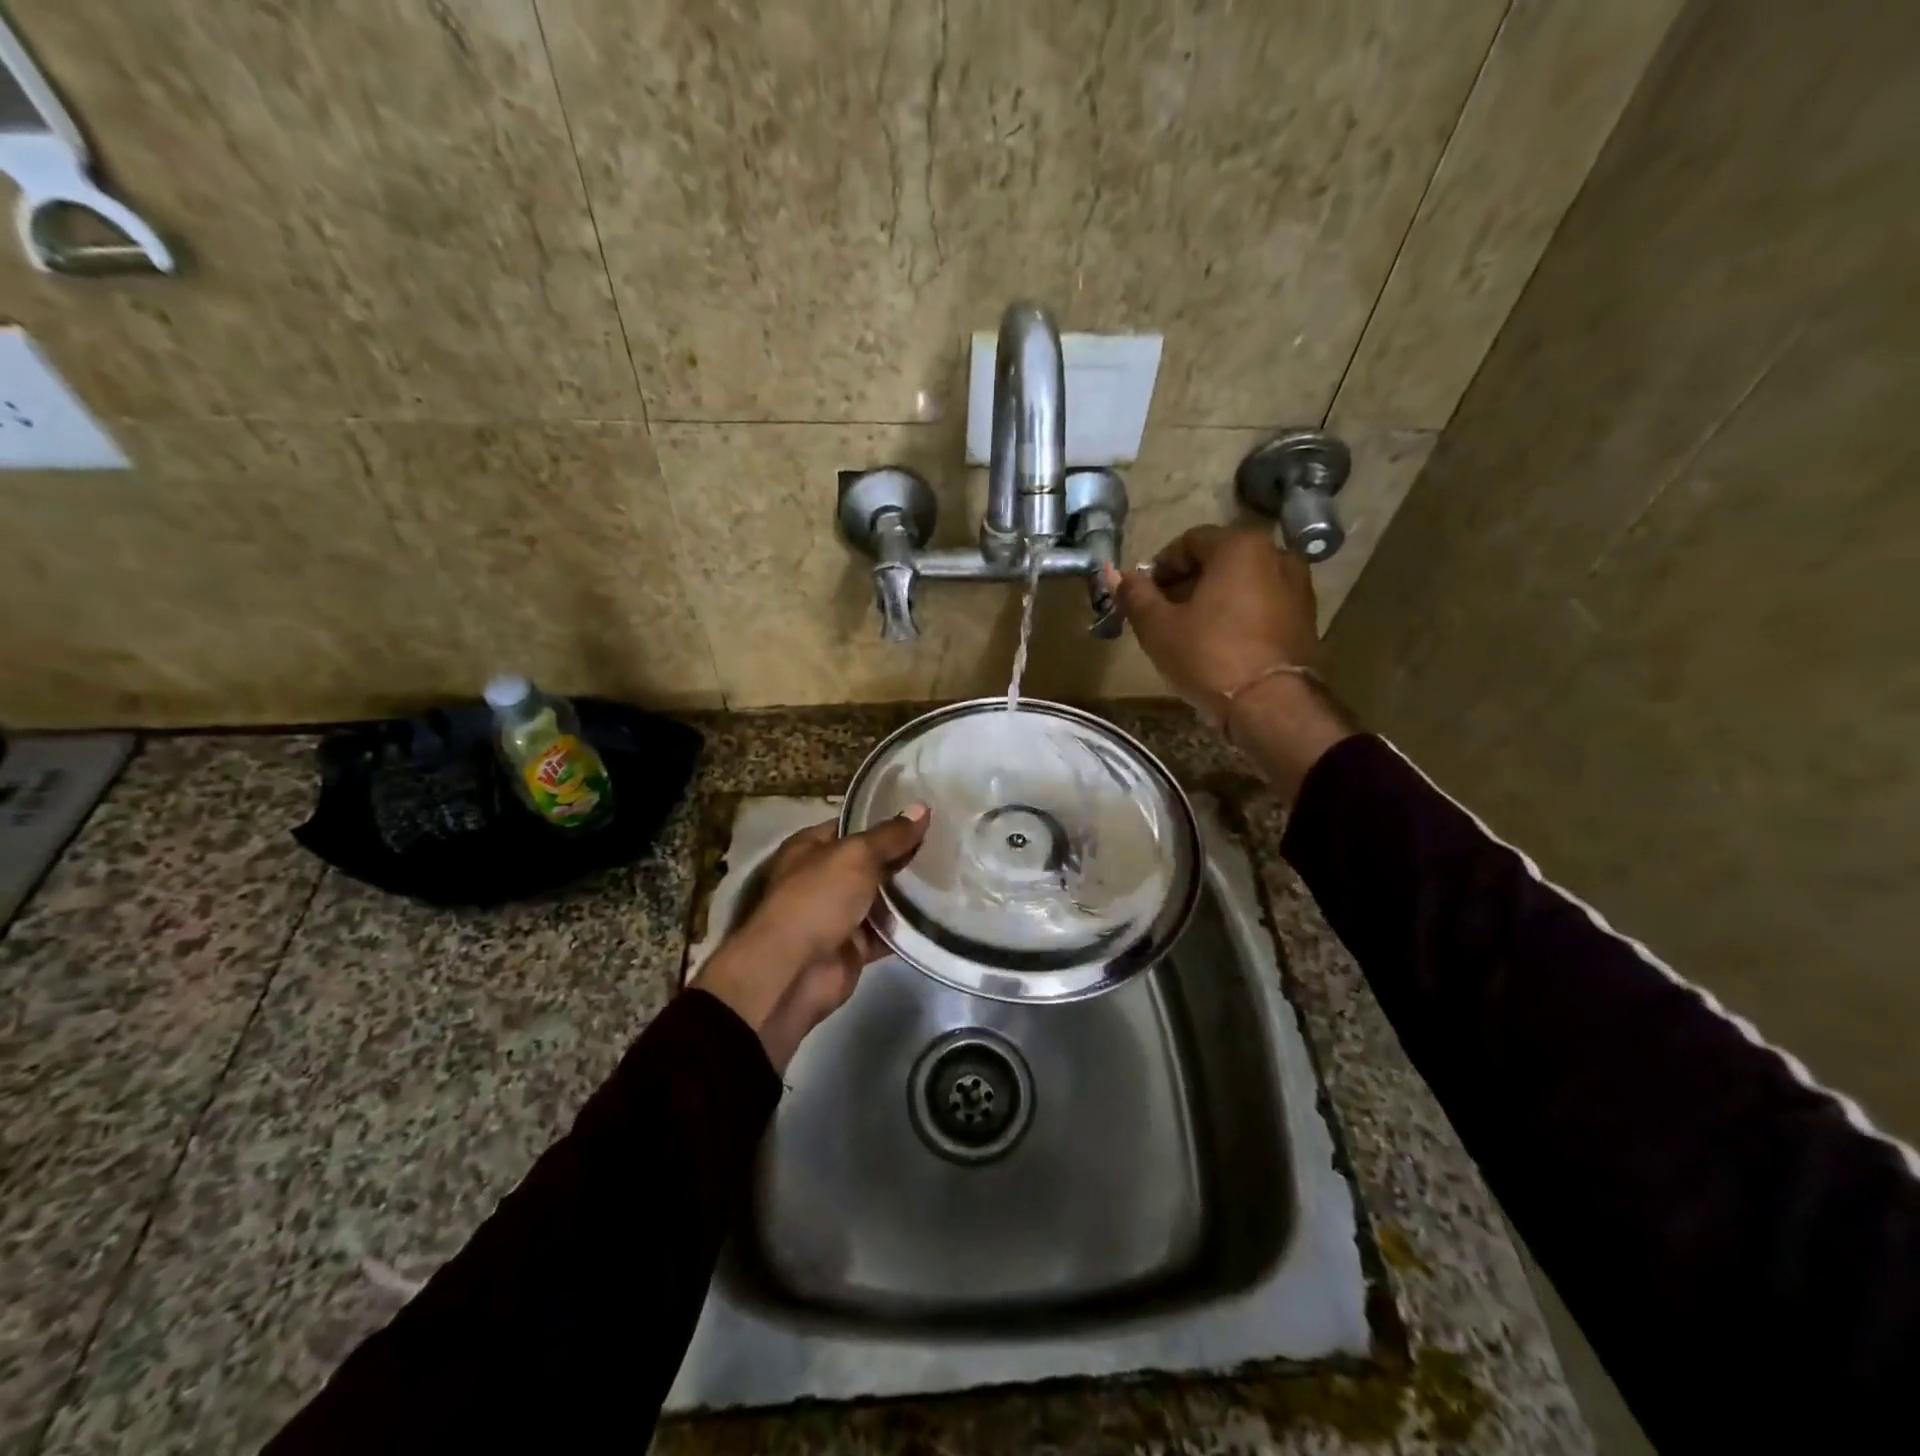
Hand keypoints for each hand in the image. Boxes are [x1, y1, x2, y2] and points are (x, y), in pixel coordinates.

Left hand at [694, 807, 928, 1070]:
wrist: (794, 971)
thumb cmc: (818, 898)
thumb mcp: (856, 856)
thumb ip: (891, 836)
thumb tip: (922, 808)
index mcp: (811, 847)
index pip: (853, 826)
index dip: (886, 820)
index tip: (924, 816)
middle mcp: (823, 878)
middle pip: (870, 862)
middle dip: (903, 856)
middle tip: (948, 843)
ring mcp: (838, 914)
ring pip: (881, 898)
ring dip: (909, 892)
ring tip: (953, 874)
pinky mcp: (854, 947)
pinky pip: (887, 932)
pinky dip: (909, 927)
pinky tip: (942, 913)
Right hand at [1107, 525, 1320, 722]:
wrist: (1271, 705)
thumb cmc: (1209, 656)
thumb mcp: (1158, 627)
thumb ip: (1135, 595)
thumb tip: (1115, 573)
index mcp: (1240, 546)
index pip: (1190, 541)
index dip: (1161, 566)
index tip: (1144, 594)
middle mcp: (1276, 554)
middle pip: (1219, 560)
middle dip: (1187, 582)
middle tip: (1163, 613)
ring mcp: (1298, 586)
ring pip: (1243, 582)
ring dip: (1214, 598)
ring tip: (1191, 631)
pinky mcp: (1306, 617)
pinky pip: (1262, 604)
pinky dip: (1239, 613)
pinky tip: (1221, 642)